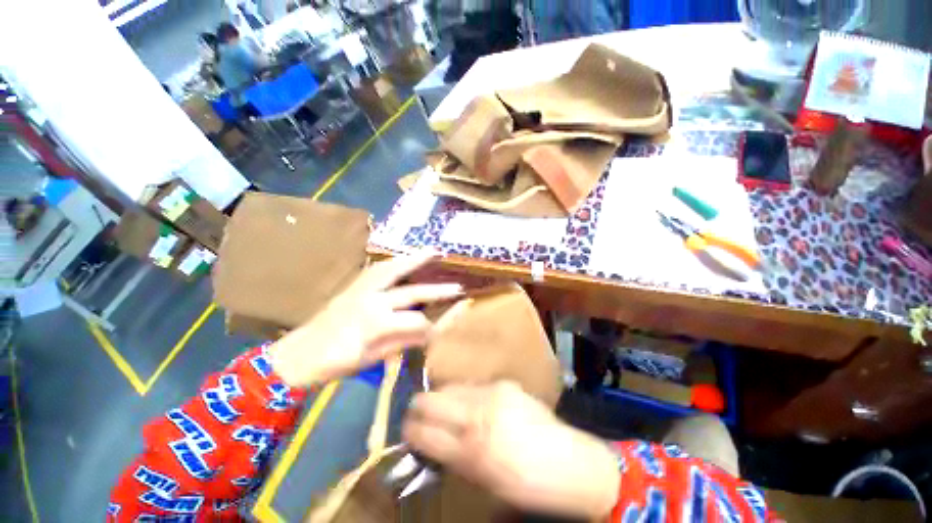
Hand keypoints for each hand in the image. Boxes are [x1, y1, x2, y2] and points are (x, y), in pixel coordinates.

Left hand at [268, 254, 462, 386]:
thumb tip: (428, 332)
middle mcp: (372, 300)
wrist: (298, 354)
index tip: (448, 325)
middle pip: (412, 292)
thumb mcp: (373, 359)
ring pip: (393, 269)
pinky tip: (404, 257)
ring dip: (415, 260)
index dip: (434, 326)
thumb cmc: (336, 362)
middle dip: (438, 290)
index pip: (417, 322)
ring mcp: (362, 288)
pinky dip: (395, 260)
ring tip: (433, 252)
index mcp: (376, 324)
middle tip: (458, 286)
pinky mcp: (354, 284)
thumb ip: (402, 342)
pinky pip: (378, 267)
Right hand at [403, 382, 620, 519]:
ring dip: (442, 398)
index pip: (423, 431)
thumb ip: (454, 457)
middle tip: (418, 414)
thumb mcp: (483, 481)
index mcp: (471, 449)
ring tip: (444, 408)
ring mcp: (493, 392)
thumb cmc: (526, 484)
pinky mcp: (505, 383)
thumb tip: (430, 440)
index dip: (409, 429)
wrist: (571, 463)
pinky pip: (473, 385)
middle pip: (431, 399)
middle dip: (419, 407)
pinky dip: (464, 394)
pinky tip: (471, 403)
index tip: (406, 429)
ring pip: (450, 387)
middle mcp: (478, 414)